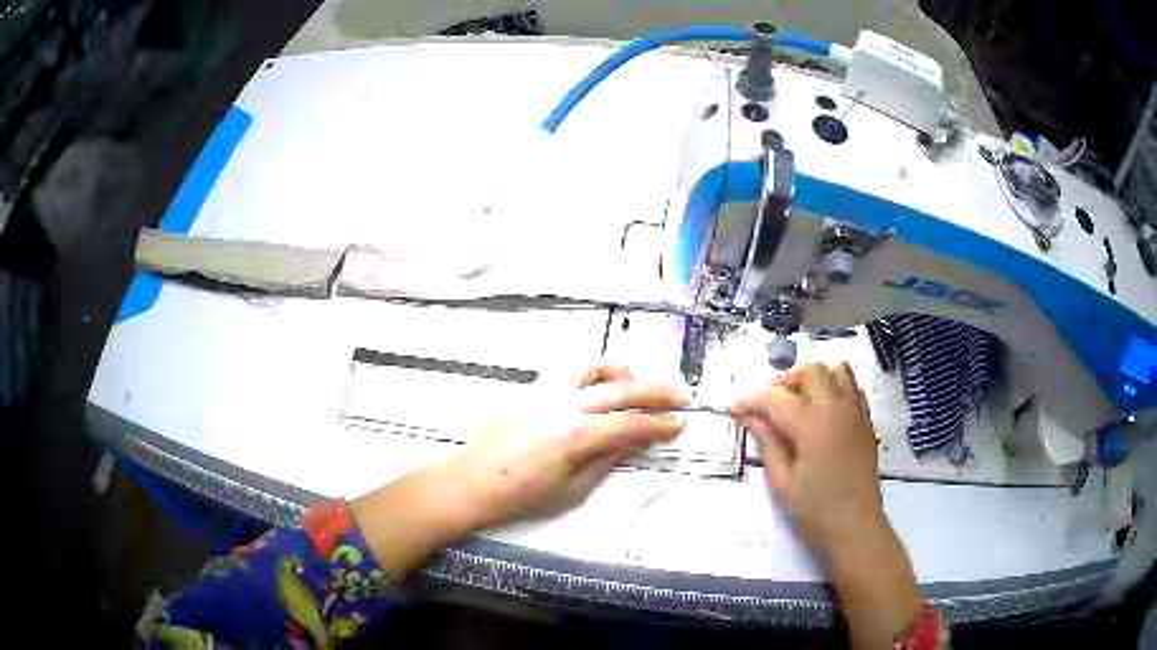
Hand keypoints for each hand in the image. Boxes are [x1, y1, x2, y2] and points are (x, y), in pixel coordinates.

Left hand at [440, 363, 688, 528]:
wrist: (469, 484)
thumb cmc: (519, 496)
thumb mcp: (571, 489)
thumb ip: (607, 460)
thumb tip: (636, 441)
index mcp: (574, 435)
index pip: (630, 423)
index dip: (660, 424)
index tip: (681, 424)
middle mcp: (563, 404)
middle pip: (620, 388)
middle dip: (656, 390)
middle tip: (681, 395)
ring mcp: (544, 392)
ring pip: (591, 364)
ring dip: (620, 370)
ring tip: (635, 383)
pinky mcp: (531, 390)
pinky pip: (568, 370)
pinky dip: (591, 372)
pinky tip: (598, 386)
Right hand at [732, 361, 880, 559]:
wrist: (855, 528)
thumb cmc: (814, 511)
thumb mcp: (782, 481)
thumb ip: (767, 442)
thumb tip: (750, 418)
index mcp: (812, 424)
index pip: (775, 396)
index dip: (751, 399)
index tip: (735, 409)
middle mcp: (837, 408)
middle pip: (810, 369)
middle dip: (785, 380)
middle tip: (769, 405)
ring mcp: (856, 413)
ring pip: (837, 369)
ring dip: (814, 379)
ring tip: (799, 403)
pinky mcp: (866, 422)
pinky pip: (852, 388)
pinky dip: (835, 389)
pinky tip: (822, 414)